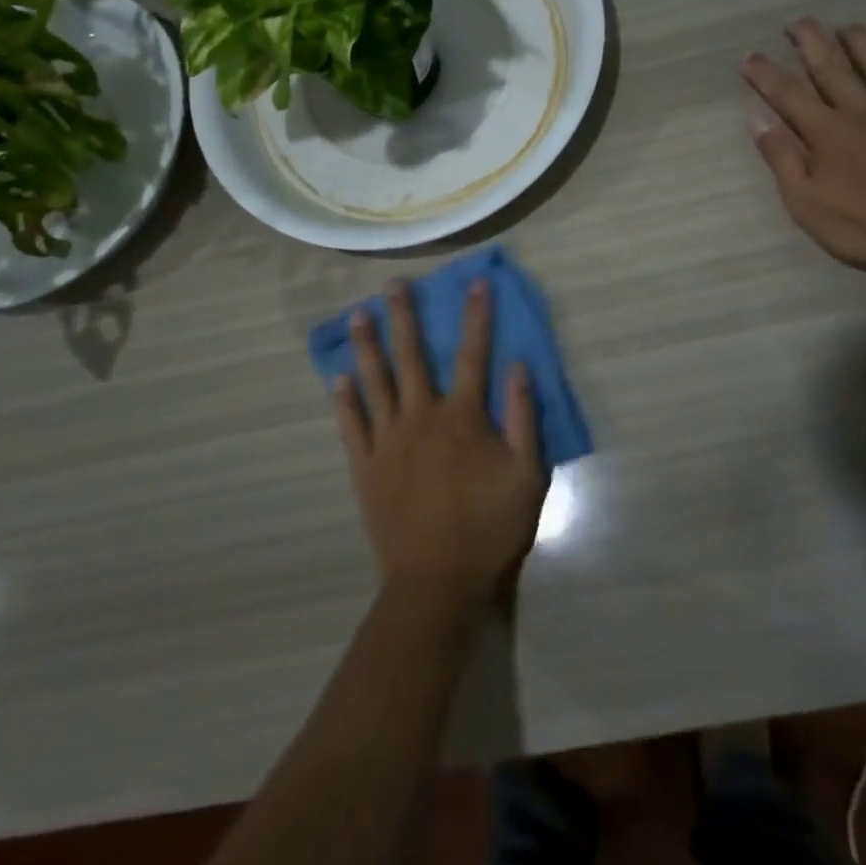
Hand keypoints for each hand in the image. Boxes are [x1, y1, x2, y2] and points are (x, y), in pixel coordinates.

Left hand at [333, 280, 545, 608]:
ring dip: (367, 346)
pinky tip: (338, 378)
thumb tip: (519, 366)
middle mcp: (421, 416)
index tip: (475, 282)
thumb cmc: (489, 527)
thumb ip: (524, 417)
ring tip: (358, 315)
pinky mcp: (365, 466)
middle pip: (411, 356)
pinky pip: (351, 425)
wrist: (437, 581)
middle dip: (405, 316)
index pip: (473, 353)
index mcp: (463, 416)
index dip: (476, 315)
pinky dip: (345, 400)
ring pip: (375, 381)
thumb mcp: (527, 474)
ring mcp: (387, 440)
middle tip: (393, 284)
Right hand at [741, 20, 865, 294]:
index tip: (748, 56)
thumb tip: (758, 118)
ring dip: (858, 41)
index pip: (786, 92)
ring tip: (845, 28)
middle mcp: (862, 110)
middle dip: (809, 39)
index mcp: (826, 131)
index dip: (764, 72)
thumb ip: (781, 156)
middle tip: (797, 23)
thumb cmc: (857, 227)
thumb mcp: (803, 201)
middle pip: (831, 64)